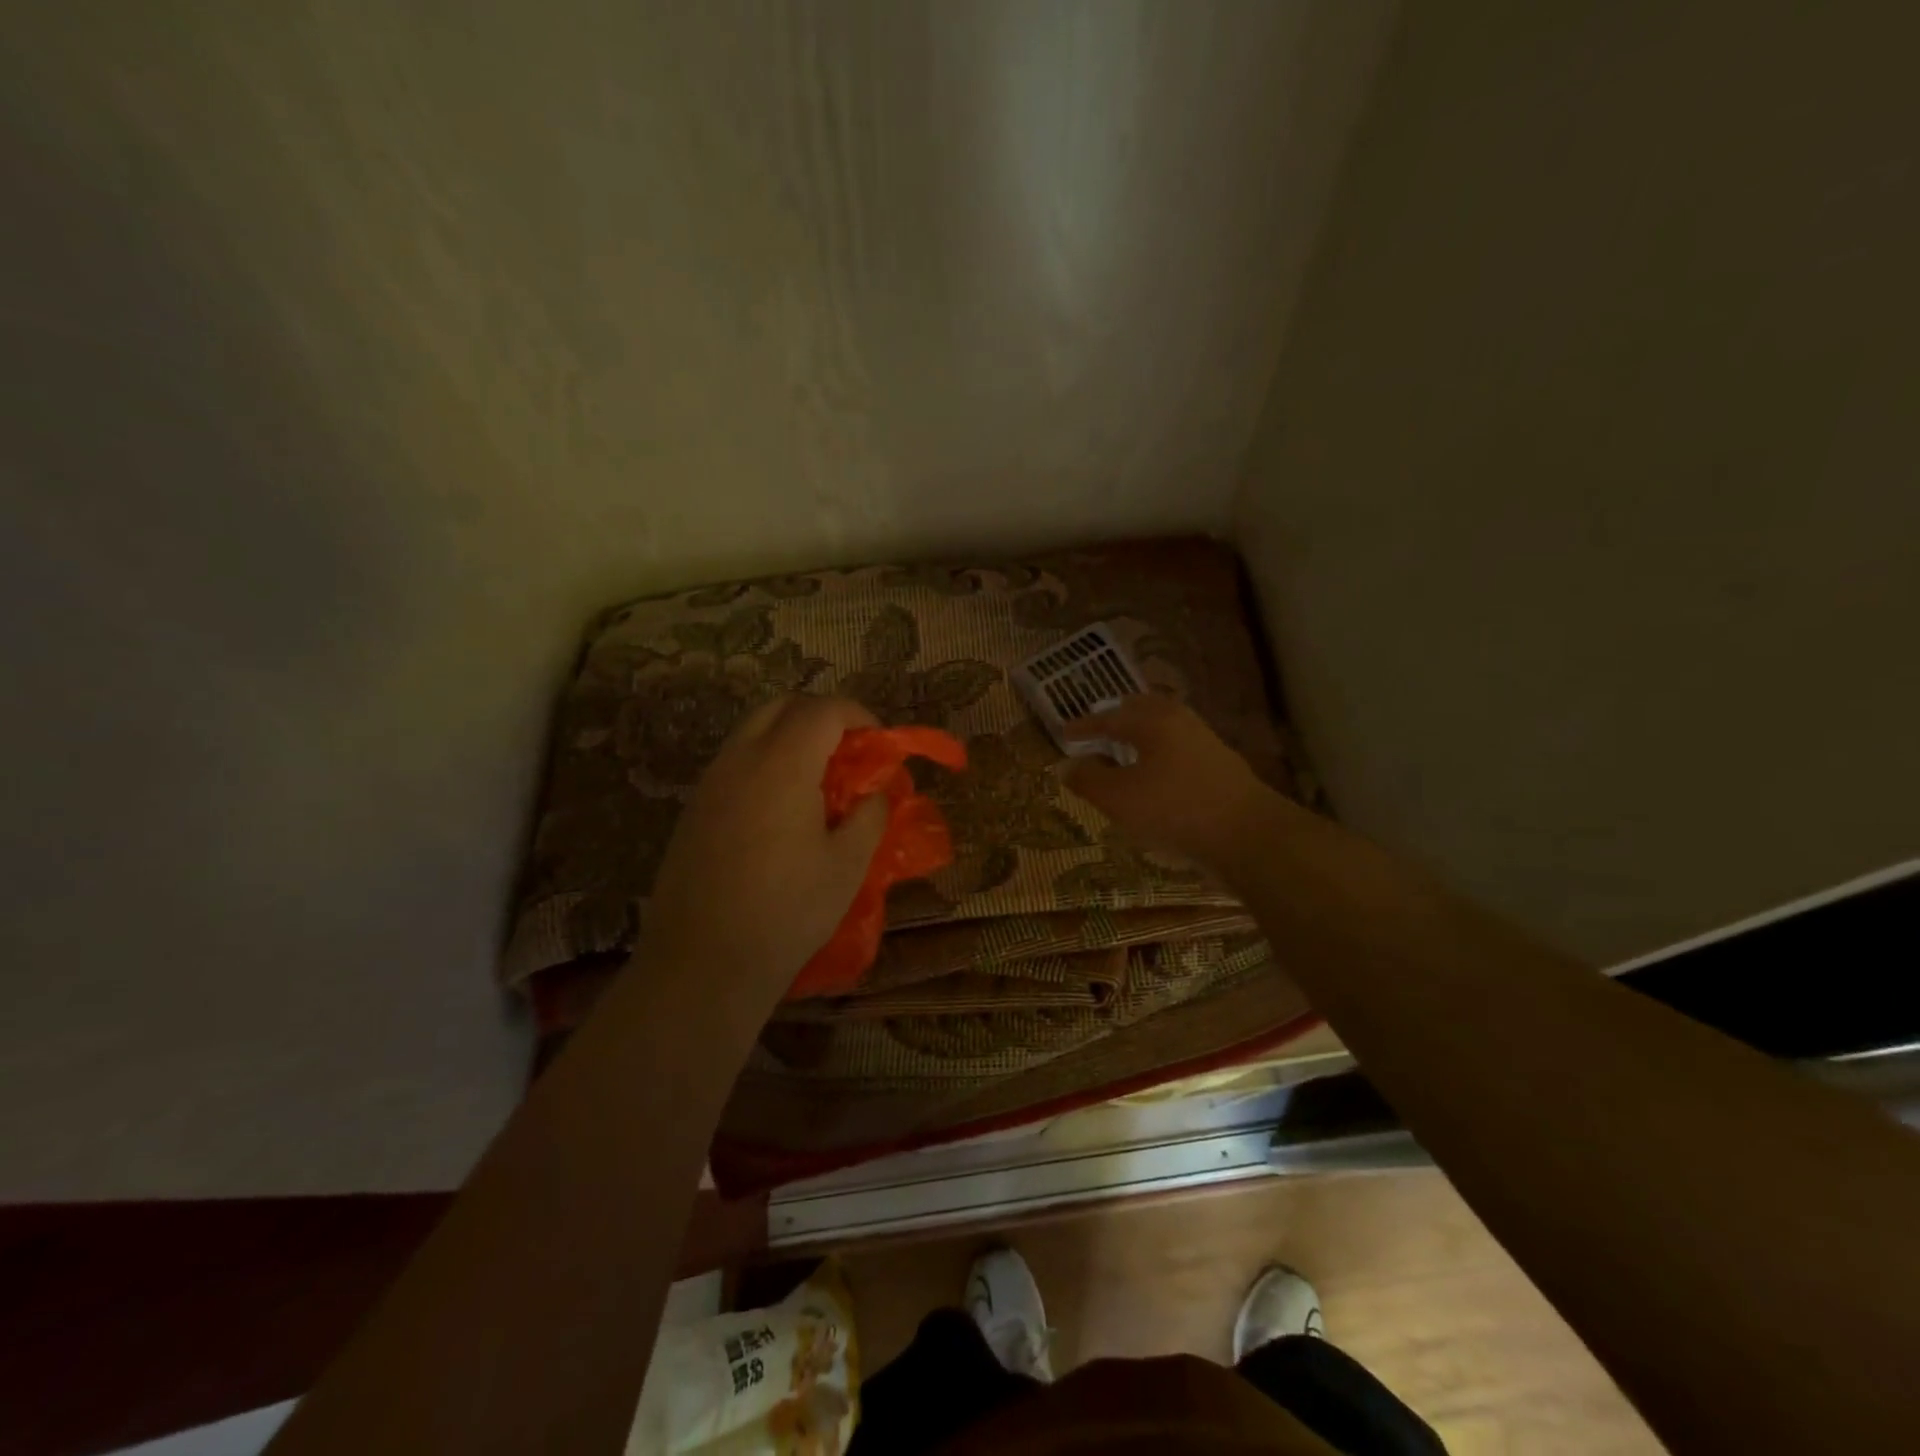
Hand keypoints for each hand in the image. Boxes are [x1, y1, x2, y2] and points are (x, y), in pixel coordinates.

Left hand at [637, 695, 888, 1005]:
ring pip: (752, 731)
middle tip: (849, 752)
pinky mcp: (693, 810)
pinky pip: (734, 762)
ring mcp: (709, 784)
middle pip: (780, 707)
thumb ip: (869, 816)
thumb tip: (875, 793)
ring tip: (819, 780)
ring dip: (790, 737)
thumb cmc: (786, 912)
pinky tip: (782, 810)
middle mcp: (739, 760)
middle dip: (820, 716)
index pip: (822, 711)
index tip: (879, 742)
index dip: (857, 716)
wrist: (702, 963)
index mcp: (781, 765)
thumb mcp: (847, 866)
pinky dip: (765, 762)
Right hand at [1060, 695, 1284, 870]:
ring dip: (1141, 737)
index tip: (1064, 733)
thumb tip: (1067, 765)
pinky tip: (1156, 778)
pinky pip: (1179, 750)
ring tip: (1124, 754)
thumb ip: (1088, 779)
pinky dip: (1159, 755)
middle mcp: (1181, 722)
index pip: (1109, 717)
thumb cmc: (1174, 809)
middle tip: (1099, 730)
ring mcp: (1206, 743)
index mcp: (1153, 721)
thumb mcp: (1118, 798)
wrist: (1248, 835)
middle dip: (1118, 719)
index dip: (1084, 727)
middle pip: (1143, 711)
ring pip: (1165, 730)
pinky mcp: (1221, 768)